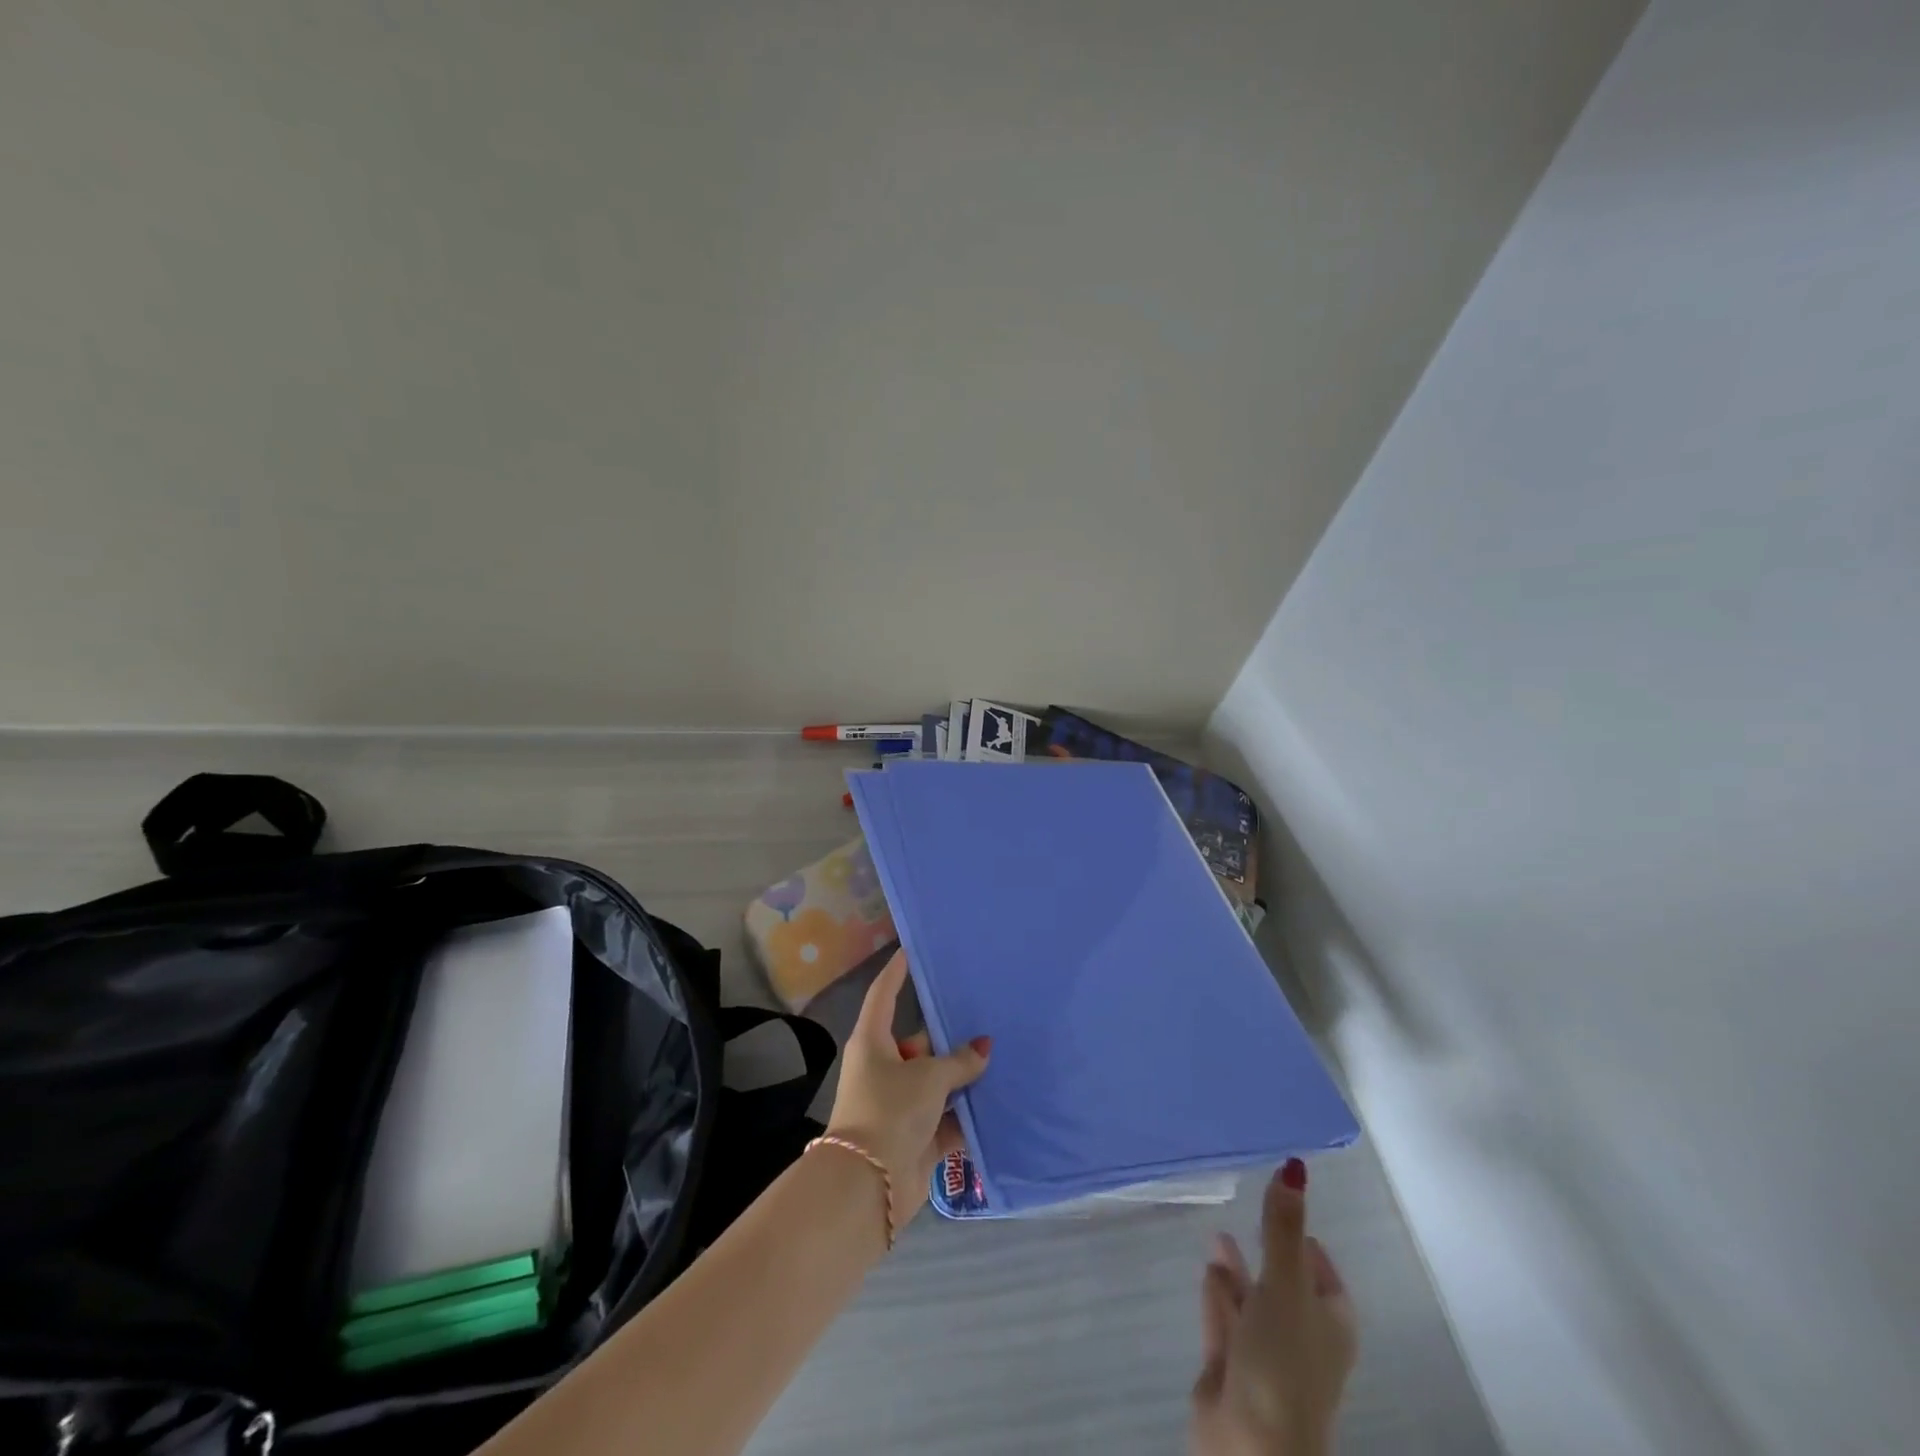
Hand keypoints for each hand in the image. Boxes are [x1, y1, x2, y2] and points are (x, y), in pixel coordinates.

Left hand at [825, 950, 990, 1235]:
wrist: (870, 1188)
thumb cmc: (890, 1111)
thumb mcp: (928, 1077)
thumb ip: (959, 1061)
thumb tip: (984, 1047)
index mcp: (874, 1042)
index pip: (884, 995)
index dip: (896, 971)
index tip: (911, 950)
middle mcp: (885, 1068)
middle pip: (921, 1042)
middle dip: (951, 1036)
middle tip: (987, 1016)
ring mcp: (901, 1104)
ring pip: (938, 1081)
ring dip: (965, 1078)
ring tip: (1005, 1056)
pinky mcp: (918, 1137)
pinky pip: (949, 1117)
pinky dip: (970, 1114)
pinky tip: (1003, 1102)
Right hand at [1190, 1160, 1357, 1455]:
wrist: (1251, 1449)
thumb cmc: (1283, 1364)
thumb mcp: (1286, 1286)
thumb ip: (1282, 1226)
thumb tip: (1295, 1164)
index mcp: (1329, 1322)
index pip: (1320, 1269)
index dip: (1303, 1236)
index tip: (1281, 1198)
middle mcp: (1300, 1335)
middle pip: (1283, 1281)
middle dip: (1266, 1247)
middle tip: (1247, 1205)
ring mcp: (1264, 1353)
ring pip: (1251, 1298)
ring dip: (1237, 1268)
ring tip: (1218, 1232)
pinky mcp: (1229, 1366)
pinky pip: (1225, 1317)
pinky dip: (1218, 1293)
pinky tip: (1207, 1268)